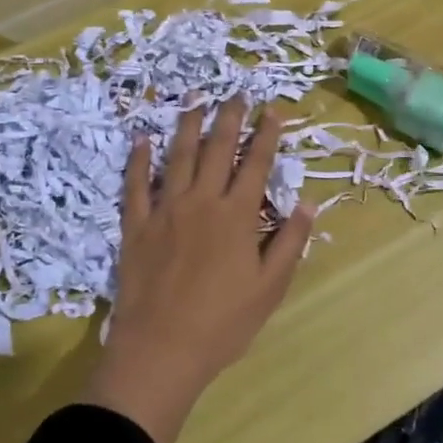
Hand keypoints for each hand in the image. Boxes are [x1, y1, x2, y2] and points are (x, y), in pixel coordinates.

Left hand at [81, 99, 315, 442]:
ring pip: (177, 157)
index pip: (256, 163)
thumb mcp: (270, 287)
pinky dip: (137, 160)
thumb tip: (308, 202)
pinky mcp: (135, 226)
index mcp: (236, 215)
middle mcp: (202, 202)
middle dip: (230, 118)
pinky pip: (135, 185)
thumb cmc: (223, 323)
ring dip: (188, 125)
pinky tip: (141, 139)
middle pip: (217, 149)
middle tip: (236, 92)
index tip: (273, 108)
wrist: (161, 350)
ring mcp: (165, 210)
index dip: (266, 134)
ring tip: (195, 98)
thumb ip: (290, 241)